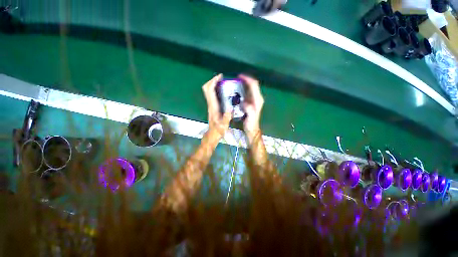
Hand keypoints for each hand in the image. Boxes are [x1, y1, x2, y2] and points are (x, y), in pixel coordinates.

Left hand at [202, 74, 231, 139]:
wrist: (212, 134)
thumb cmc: (218, 130)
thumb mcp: (224, 125)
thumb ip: (227, 117)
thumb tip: (231, 108)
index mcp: (213, 107)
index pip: (210, 91)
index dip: (213, 82)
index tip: (220, 77)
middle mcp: (210, 104)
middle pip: (206, 88)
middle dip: (212, 81)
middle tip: (221, 78)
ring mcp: (210, 105)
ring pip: (208, 91)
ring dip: (213, 84)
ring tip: (222, 81)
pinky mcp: (212, 106)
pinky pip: (211, 95)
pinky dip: (215, 89)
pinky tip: (222, 90)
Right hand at [239, 74, 263, 140]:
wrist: (252, 128)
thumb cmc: (251, 123)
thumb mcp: (251, 117)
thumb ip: (249, 109)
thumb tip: (244, 102)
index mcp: (258, 100)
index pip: (254, 86)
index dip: (248, 79)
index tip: (240, 76)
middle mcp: (257, 98)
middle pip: (253, 85)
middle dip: (245, 80)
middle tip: (236, 79)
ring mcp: (254, 100)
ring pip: (250, 88)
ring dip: (244, 84)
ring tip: (236, 82)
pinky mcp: (251, 102)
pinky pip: (247, 92)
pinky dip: (243, 89)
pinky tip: (237, 90)